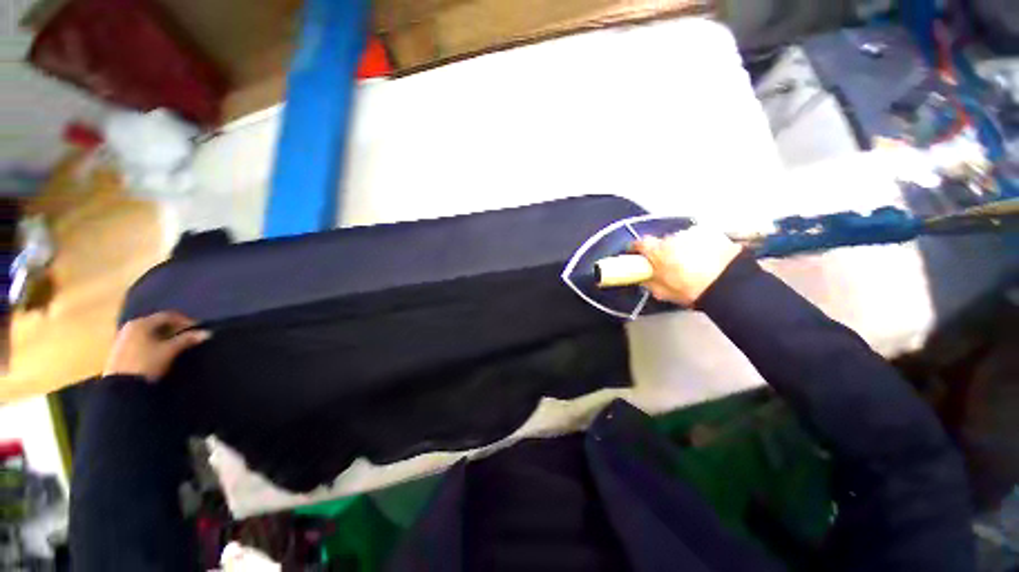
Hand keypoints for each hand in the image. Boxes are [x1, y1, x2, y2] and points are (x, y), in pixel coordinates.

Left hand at [104, 311, 210, 381]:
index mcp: (142, 322)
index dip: (185, 321)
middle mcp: (131, 326)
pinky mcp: (121, 350)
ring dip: (164, 337)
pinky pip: (142, 341)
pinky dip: (154, 343)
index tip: (197, 329)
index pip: (168, 315)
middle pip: (157, 323)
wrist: (121, 387)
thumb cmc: (146, 363)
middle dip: (174, 329)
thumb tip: (206, 333)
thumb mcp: (169, 351)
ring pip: (149, 333)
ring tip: (176, 346)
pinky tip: (160, 352)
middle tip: (188, 337)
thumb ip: (187, 339)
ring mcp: (123, 338)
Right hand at [633, 227, 742, 305]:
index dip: (636, 249)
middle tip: (668, 265)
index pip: (639, 243)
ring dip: (681, 248)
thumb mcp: (662, 292)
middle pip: (661, 242)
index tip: (637, 254)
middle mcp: (672, 238)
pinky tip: (704, 259)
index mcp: (656, 251)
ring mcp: (692, 234)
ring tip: (690, 264)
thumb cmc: (691, 290)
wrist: (728, 284)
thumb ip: (648, 282)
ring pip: (680, 240)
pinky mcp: (711, 233)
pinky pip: (698, 239)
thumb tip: (644, 278)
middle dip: (662, 251)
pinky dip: (698, 246)